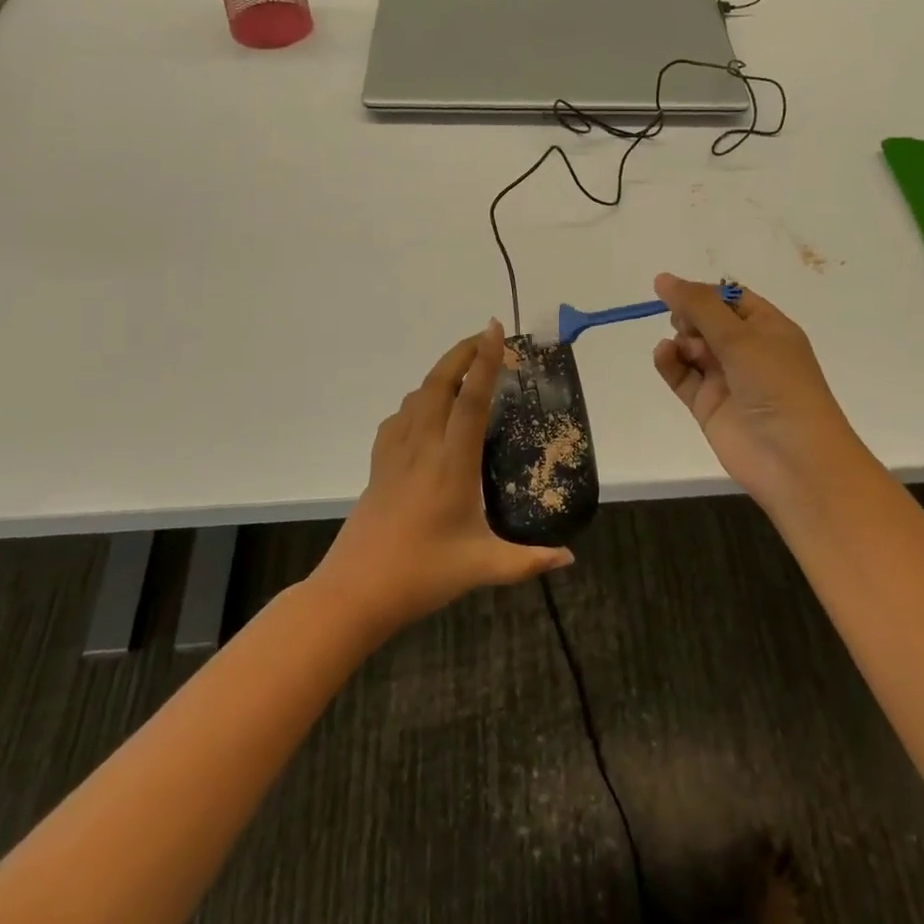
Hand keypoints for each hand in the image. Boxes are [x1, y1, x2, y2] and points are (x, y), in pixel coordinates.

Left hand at [314, 321, 573, 636]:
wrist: (354, 592)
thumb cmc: (422, 575)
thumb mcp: (483, 568)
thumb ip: (529, 561)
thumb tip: (569, 556)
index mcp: (451, 464)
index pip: (470, 401)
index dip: (484, 362)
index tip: (494, 331)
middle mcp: (422, 448)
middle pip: (438, 384)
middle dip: (461, 353)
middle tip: (485, 336)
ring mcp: (395, 454)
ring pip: (416, 397)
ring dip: (440, 373)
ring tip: (463, 370)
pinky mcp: (378, 466)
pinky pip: (398, 418)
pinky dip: (416, 402)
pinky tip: (424, 414)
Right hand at [652, 274, 873, 515]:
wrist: (793, 458)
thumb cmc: (777, 385)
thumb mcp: (741, 336)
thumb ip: (699, 306)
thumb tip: (663, 278)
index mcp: (769, 328)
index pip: (731, 299)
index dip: (705, 294)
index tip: (678, 292)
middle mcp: (748, 351)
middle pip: (708, 321)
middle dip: (691, 317)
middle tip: (688, 325)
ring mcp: (727, 379)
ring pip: (692, 348)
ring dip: (681, 340)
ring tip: (685, 348)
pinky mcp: (708, 405)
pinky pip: (682, 376)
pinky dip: (670, 363)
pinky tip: (664, 354)